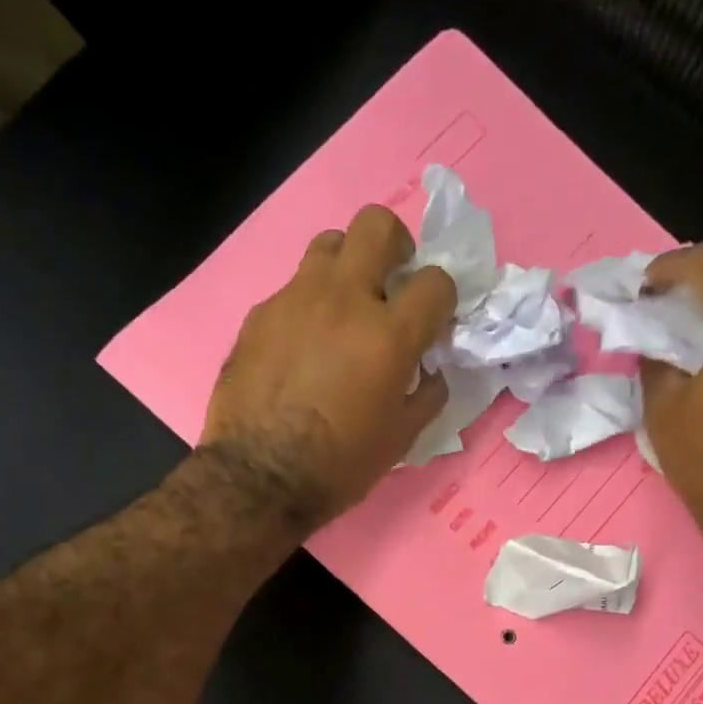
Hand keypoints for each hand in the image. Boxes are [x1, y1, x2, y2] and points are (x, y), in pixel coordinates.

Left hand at [200, 205, 454, 531]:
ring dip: (348, 266)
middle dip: (397, 245)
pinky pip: (293, 290)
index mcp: (388, 334)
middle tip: (393, 281)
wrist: (259, 479)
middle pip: (376, 224)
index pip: (436, 282)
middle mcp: (343, 299)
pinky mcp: (260, 314)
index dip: (443, 300)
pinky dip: (310, 307)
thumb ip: (427, 394)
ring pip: (329, 244)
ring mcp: (295, 300)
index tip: (434, 324)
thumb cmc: (340, 465)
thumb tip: (431, 370)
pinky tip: (304, 347)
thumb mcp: (401, 438)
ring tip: (346, 308)